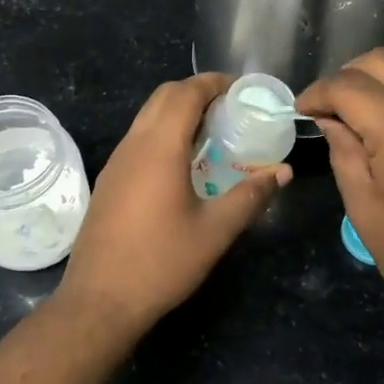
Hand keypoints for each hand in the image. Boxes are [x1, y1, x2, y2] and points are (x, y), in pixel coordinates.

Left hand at [57, 74, 289, 338]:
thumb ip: (251, 196)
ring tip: (212, 131)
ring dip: (177, 112)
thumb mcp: (215, 231)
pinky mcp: (109, 181)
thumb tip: (282, 172)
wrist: (100, 300)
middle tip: (230, 107)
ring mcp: (116, 162)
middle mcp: (133, 145)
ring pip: (146, 117)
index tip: (241, 89)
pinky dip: (162, 132)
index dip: (214, 83)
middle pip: (163, 97)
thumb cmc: (162, 262)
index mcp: (159, 148)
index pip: (185, 93)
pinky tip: (183, 162)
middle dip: (196, 91)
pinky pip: (138, 139)